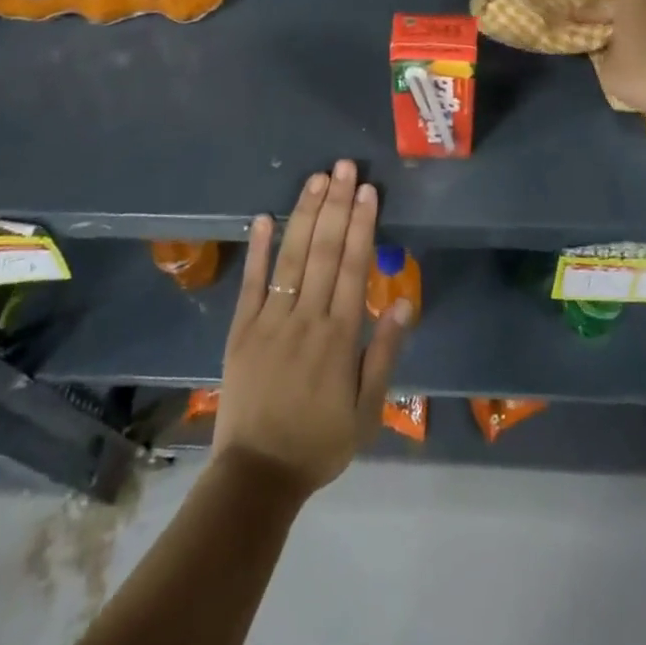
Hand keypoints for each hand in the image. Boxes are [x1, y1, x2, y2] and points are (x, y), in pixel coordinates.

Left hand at [213, 160, 410, 500]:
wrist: (257, 477)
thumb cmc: (320, 442)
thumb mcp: (367, 411)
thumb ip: (384, 353)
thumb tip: (404, 303)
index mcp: (339, 336)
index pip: (353, 267)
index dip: (362, 225)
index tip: (368, 191)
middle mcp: (306, 318)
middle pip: (324, 251)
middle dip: (337, 205)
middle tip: (344, 167)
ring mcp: (270, 321)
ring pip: (291, 258)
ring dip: (305, 215)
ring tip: (316, 179)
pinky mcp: (241, 330)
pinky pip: (250, 284)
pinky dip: (257, 250)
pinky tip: (264, 217)